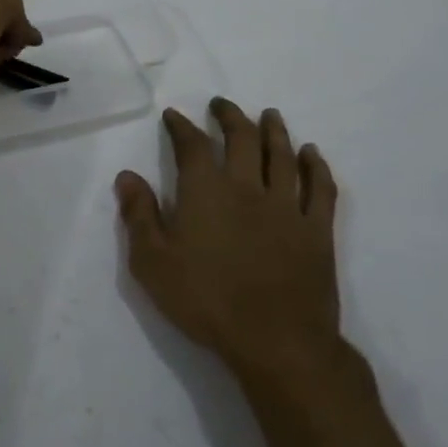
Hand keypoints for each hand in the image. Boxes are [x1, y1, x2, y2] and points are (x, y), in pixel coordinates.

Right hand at [117, 98, 344, 384]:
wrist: (276, 341)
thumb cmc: (206, 302)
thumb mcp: (153, 264)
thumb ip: (139, 216)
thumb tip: (127, 175)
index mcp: (206, 191)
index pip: (192, 145)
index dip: (181, 126)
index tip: (174, 115)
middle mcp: (246, 186)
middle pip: (241, 137)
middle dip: (230, 116)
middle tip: (221, 105)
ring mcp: (286, 205)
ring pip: (282, 154)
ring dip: (274, 130)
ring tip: (269, 114)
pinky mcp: (317, 229)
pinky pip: (320, 188)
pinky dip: (316, 166)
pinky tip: (312, 153)